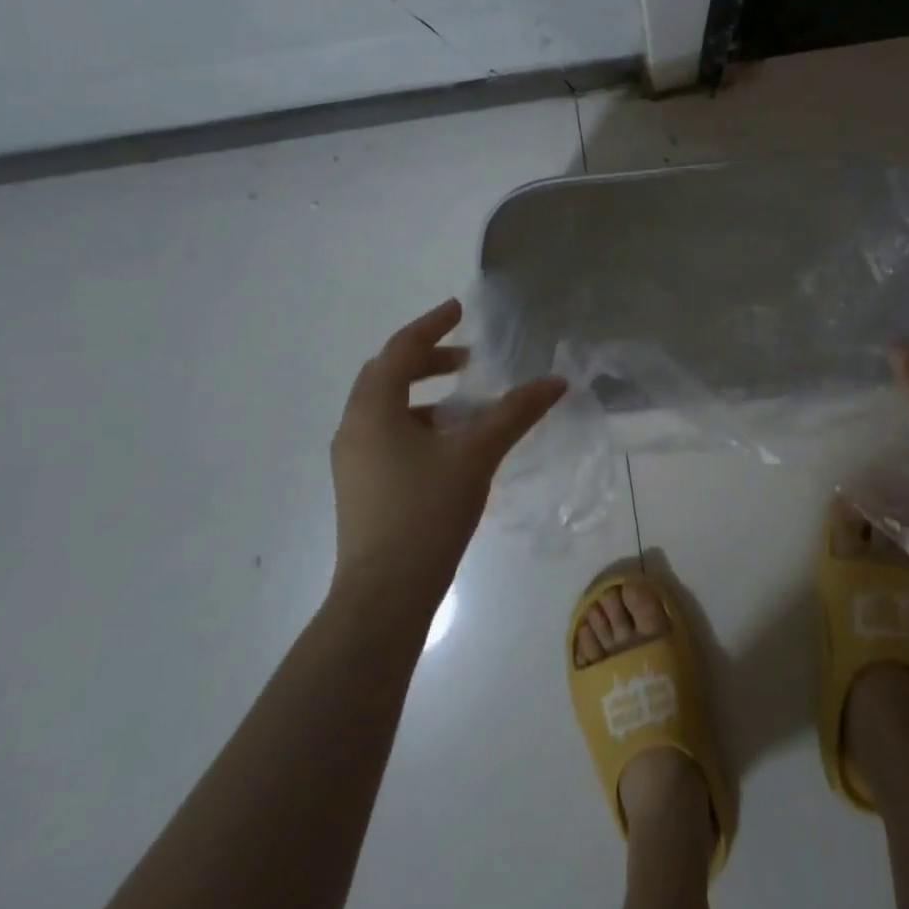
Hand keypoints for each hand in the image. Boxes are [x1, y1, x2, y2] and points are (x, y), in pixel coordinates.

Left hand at [331, 299, 564, 598]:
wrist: (382, 598)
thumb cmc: (426, 514)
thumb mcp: (476, 455)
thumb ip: (515, 413)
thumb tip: (556, 381)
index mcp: (373, 410)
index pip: (400, 349)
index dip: (432, 325)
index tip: (460, 310)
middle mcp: (354, 427)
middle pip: (387, 374)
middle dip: (427, 359)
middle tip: (466, 359)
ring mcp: (352, 460)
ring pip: (385, 408)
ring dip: (422, 394)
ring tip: (464, 404)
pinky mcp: (359, 487)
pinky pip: (386, 435)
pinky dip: (416, 423)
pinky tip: (449, 446)